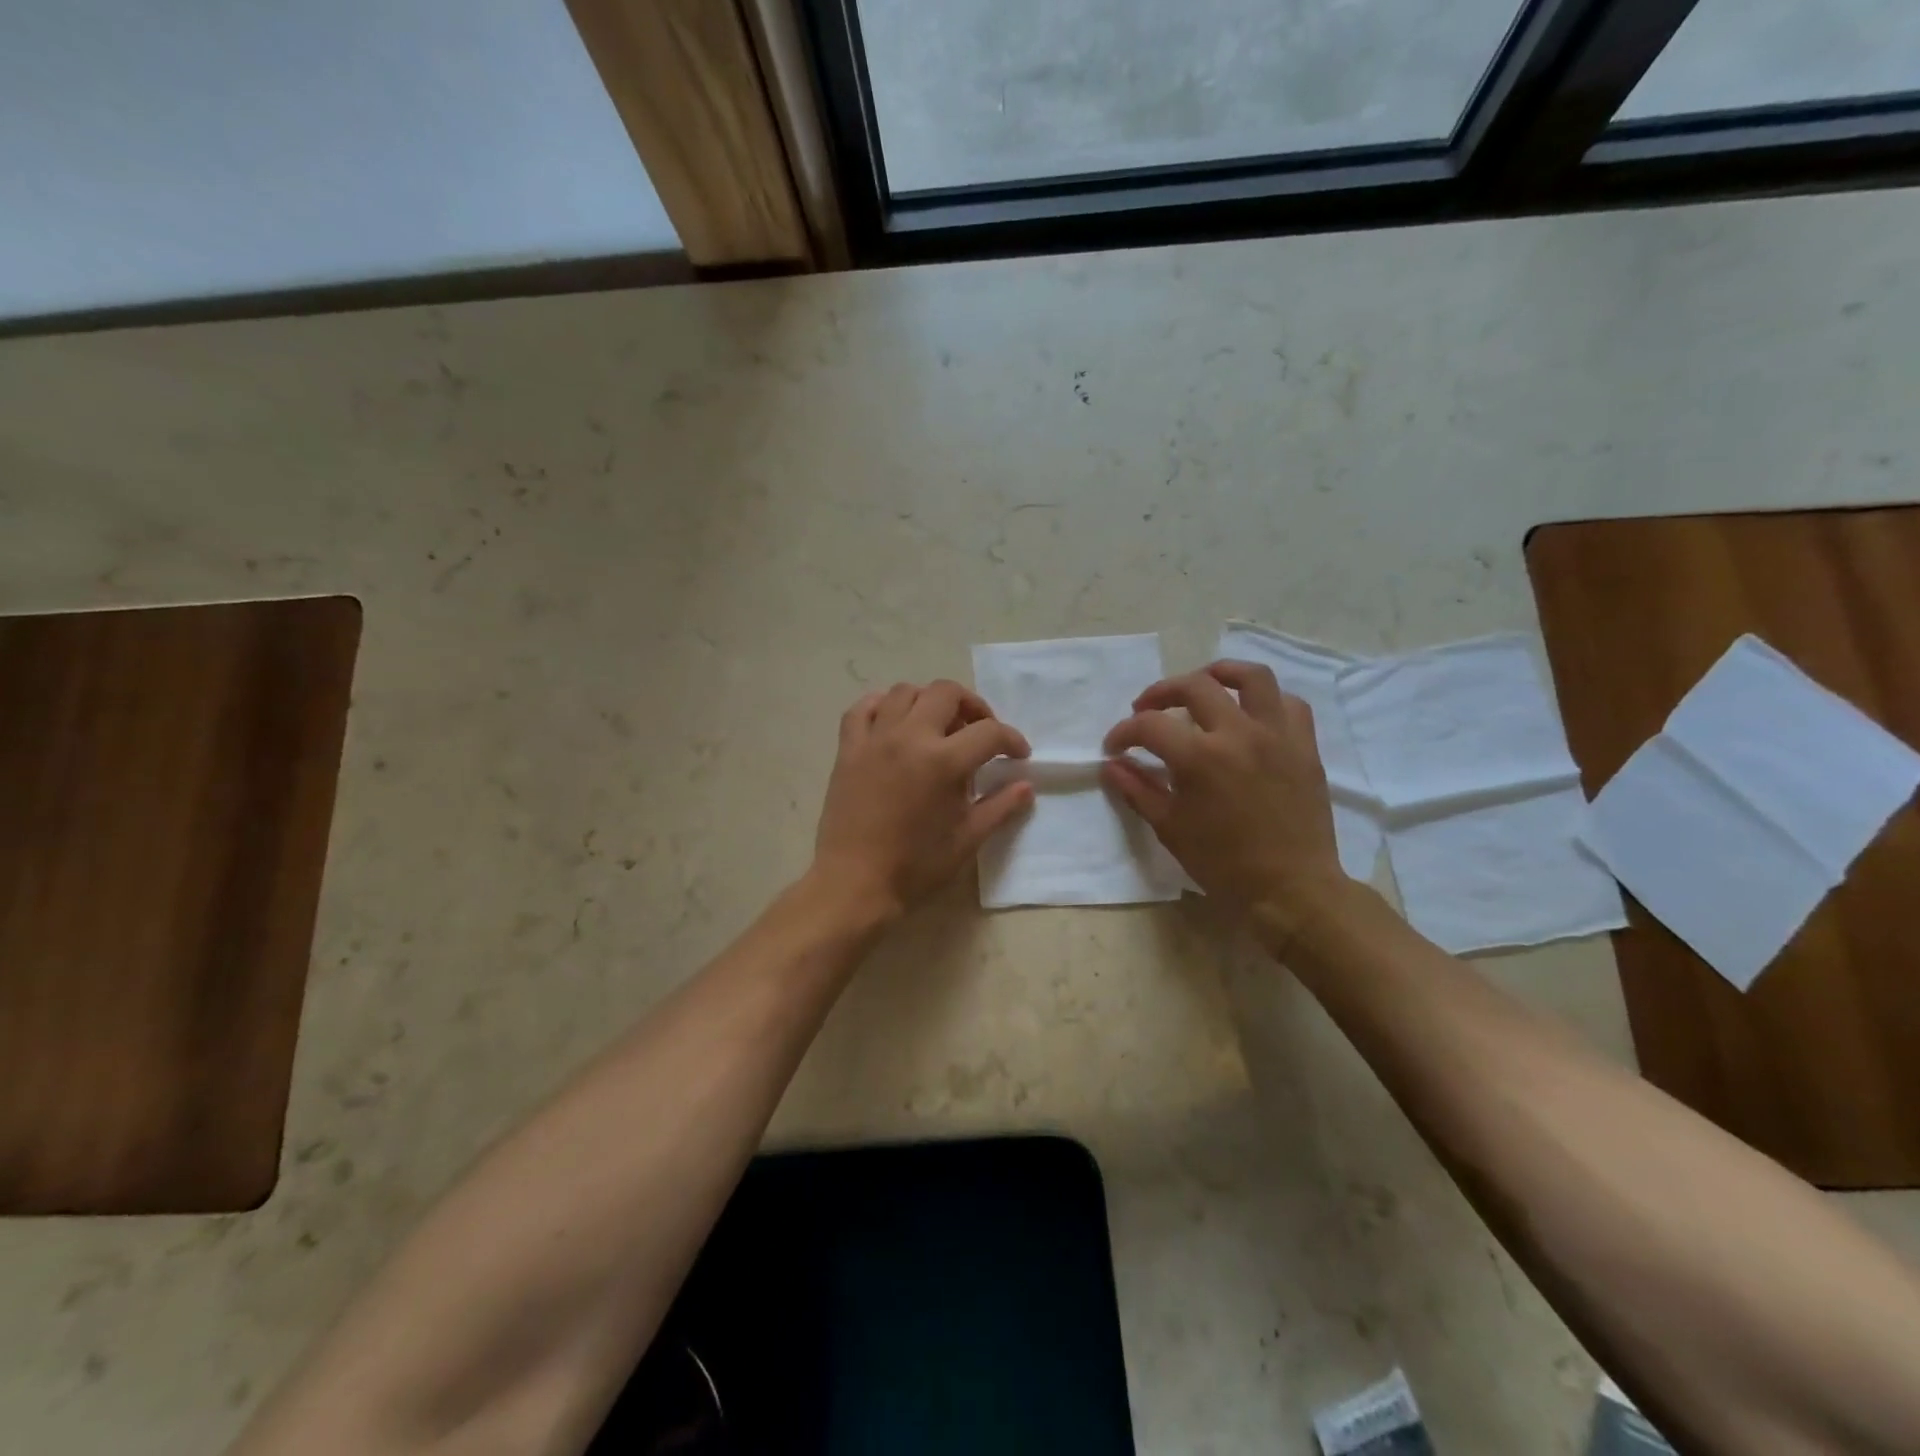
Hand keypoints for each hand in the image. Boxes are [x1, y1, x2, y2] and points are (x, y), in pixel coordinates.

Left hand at [812, 680, 1032, 919]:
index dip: (1011, 740)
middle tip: (979, 731)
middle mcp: (909, 737)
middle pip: (946, 692)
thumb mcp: (968, 839)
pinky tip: (894, 723)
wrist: (855, 883)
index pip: (989, 732)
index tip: (1018, 756)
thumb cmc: (916, 866)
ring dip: (928, 701)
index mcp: (943, 761)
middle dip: (972, 706)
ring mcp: (874, 739)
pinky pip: (862, 708)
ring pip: (904, 692)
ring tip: (938, 726)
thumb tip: (1025, 786)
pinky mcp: (848, 749)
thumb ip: (1000, 807)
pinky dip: (882, 706)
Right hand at [1101, 661, 1345, 921]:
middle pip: (1194, 686)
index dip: (1124, 732)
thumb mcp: (1170, 829)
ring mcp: (1277, 735)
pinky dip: (1265, 700)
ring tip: (1202, 684)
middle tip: (1147, 709)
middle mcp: (1238, 734)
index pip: (1150, 725)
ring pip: (1251, 677)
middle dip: (1160, 692)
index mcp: (1200, 758)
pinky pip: (1289, 704)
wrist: (1291, 889)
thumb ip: (1138, 790)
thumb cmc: (1224, 865)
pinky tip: (1249, 714)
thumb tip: (1112, 765)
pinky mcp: (1305, 746)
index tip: (1115, 746)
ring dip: (1219, 673)